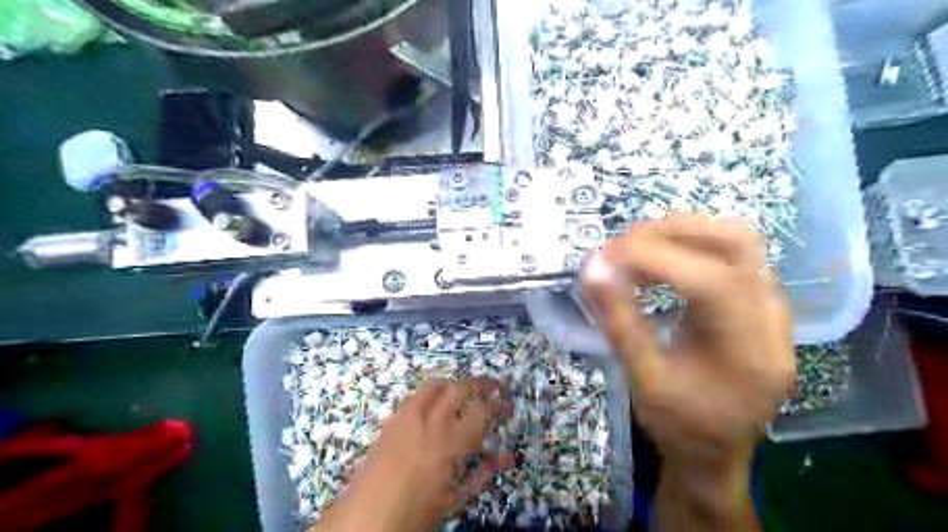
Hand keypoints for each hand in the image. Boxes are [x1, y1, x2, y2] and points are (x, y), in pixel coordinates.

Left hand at [313, 379, 511, 531]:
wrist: (366, 519)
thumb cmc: (416, 513)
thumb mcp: (454, 497)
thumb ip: (481, 474)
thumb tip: (505, 458)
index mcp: (451, 442)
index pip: (482, 410)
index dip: (497, 404)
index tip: (507, 403)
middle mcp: (432, 421)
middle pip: (461, 389)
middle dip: (480, 385)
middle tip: (492, 387)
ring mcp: (408, 417)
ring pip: (436, 385)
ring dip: (454, 383)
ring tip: (465, 388)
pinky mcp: (392, 420)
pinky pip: (415, 395)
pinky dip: (430, 392)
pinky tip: (435, 398)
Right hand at [582, 213, 793, 530]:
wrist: (716, 451)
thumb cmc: (680, 425)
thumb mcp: (643, 380)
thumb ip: (618, 322)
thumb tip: (592, 269)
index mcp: (750, 351)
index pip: (711, 280)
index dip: (654, 258)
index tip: (604, 256)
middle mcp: (773, 319)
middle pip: (735, 243)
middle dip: (671, 233)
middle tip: (620, 246)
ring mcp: (772, 306)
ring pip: (735, 240)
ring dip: (680, 234)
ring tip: (634, 250)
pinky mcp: (758, 301)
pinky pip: (729, 254)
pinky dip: (688, 246)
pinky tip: (657, 264)